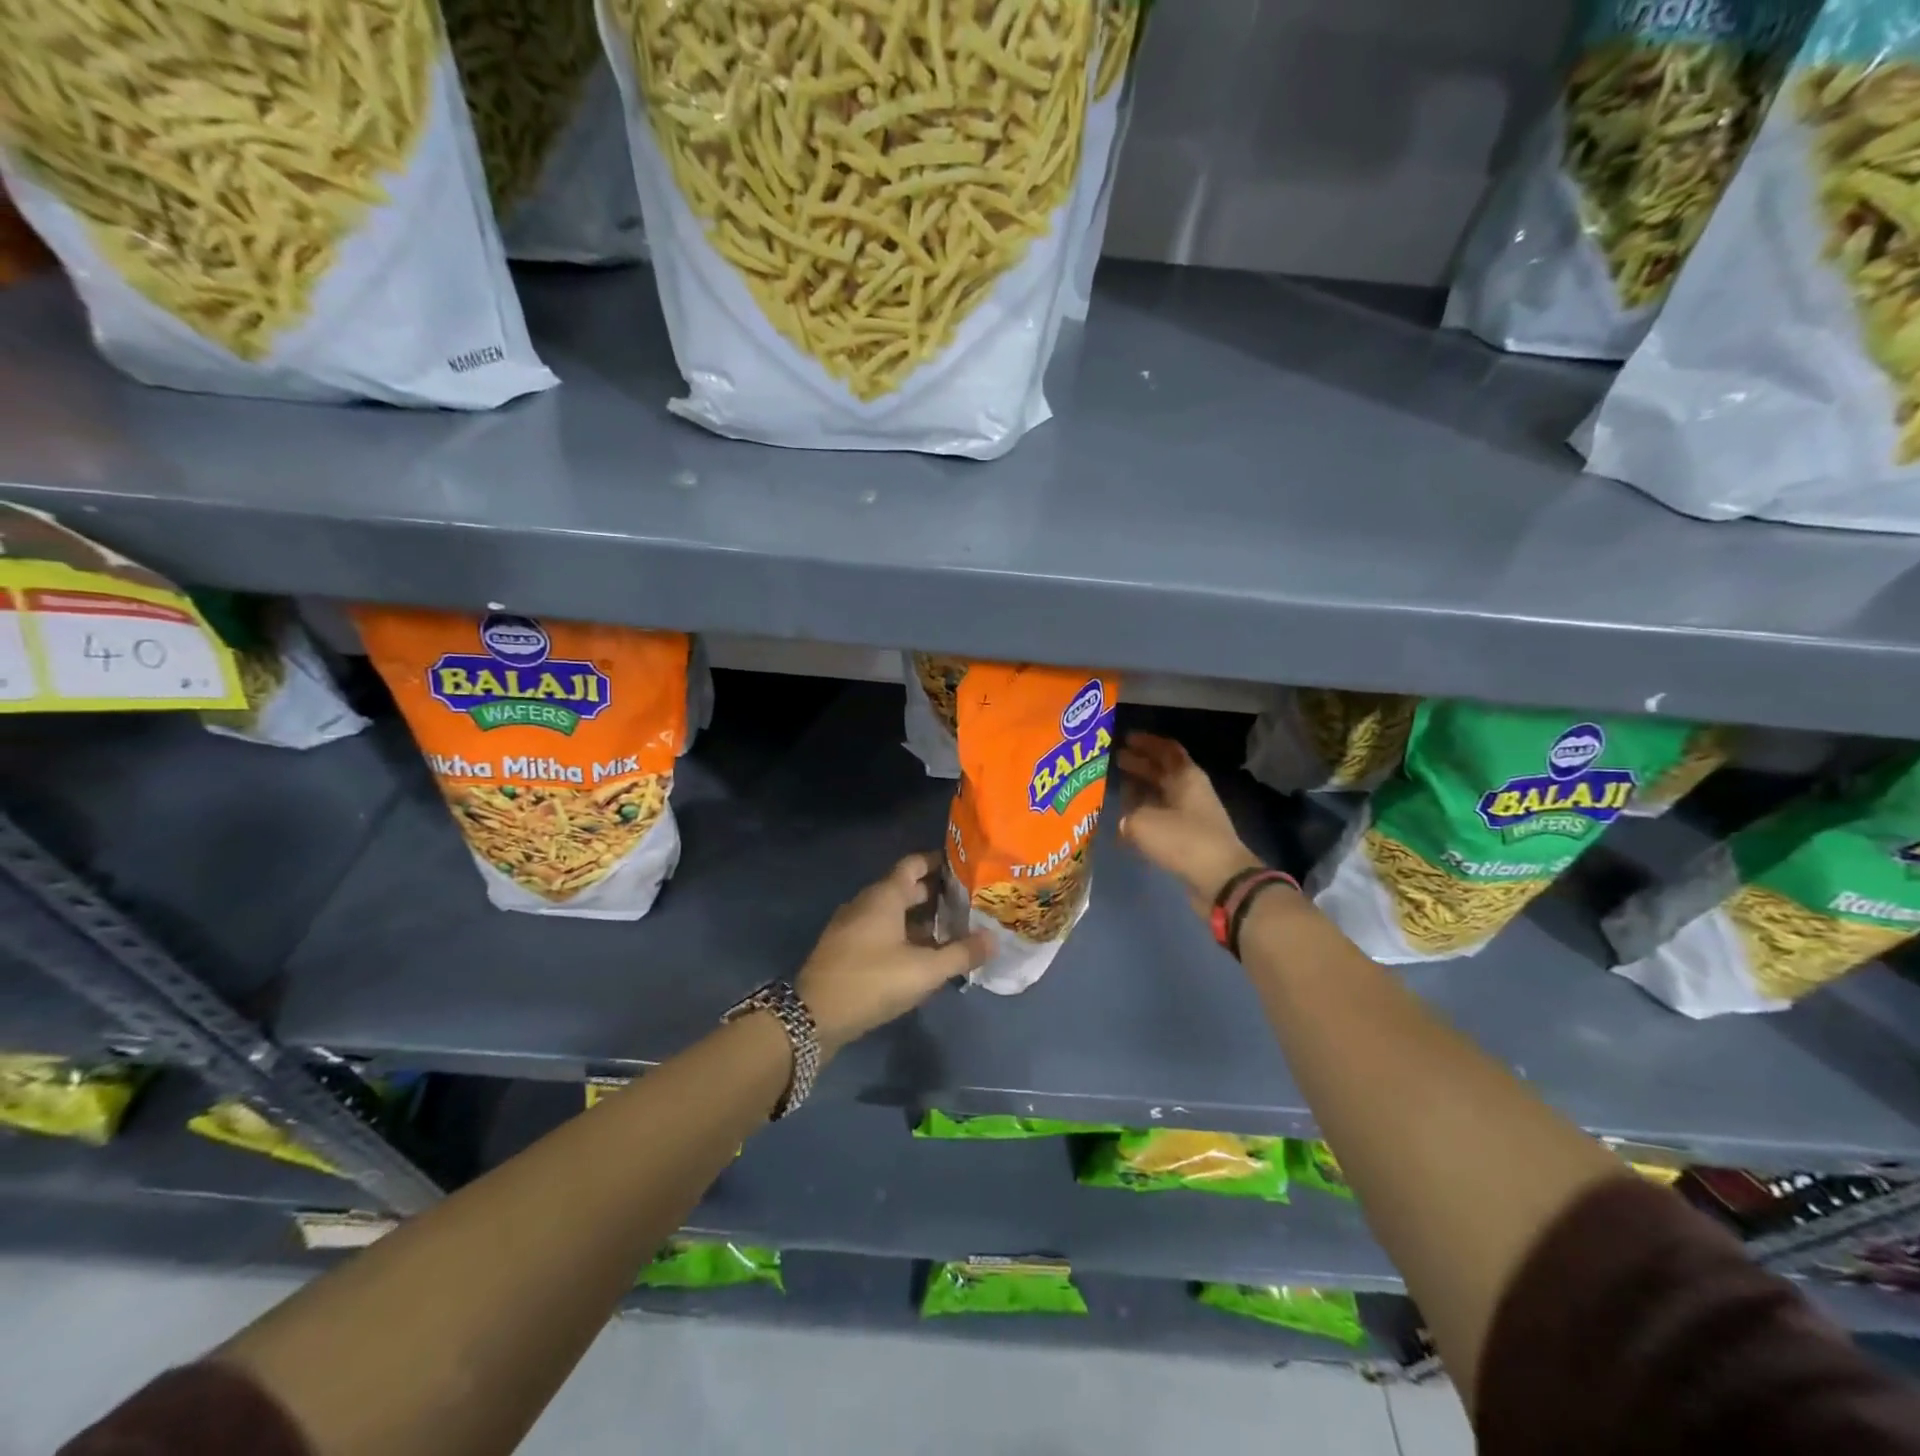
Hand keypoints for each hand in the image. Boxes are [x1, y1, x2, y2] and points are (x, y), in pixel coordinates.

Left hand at [796, 852, 992, 1055]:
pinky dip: (903, 934)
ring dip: (920, 918)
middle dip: (936, 894)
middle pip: (905, 888)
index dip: (939, 862)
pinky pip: (880, 929)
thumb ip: (961, 953)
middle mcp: (866, 901)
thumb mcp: (924, 971)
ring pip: (892, 911)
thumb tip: (994, 939)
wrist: (814, 1016)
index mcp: (884, 895)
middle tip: (967, 903)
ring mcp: (852, 924)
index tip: (965, 868)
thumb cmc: (872, 981)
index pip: (914, 863)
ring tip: (951, 930)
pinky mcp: (845, 947)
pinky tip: (921, 954)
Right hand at [1116, 732, 1263, 916]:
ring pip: (1162, 796)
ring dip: (1141, 790)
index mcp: (1186, 777)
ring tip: (1117, 788)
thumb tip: (1124, 821)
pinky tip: (1127, 822)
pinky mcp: (1190, 840)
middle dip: (1140, 764)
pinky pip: (1163, 819)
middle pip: (1163, 771)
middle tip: (1116, 759)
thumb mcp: (1144, 822)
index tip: (1126, 738)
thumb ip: (1128, 815)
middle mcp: (1191, 792)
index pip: (1166, 749)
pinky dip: (1145, 816)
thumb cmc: (1183, 840)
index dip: (1147, 742)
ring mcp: (1193, 817)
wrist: (1221, 881)